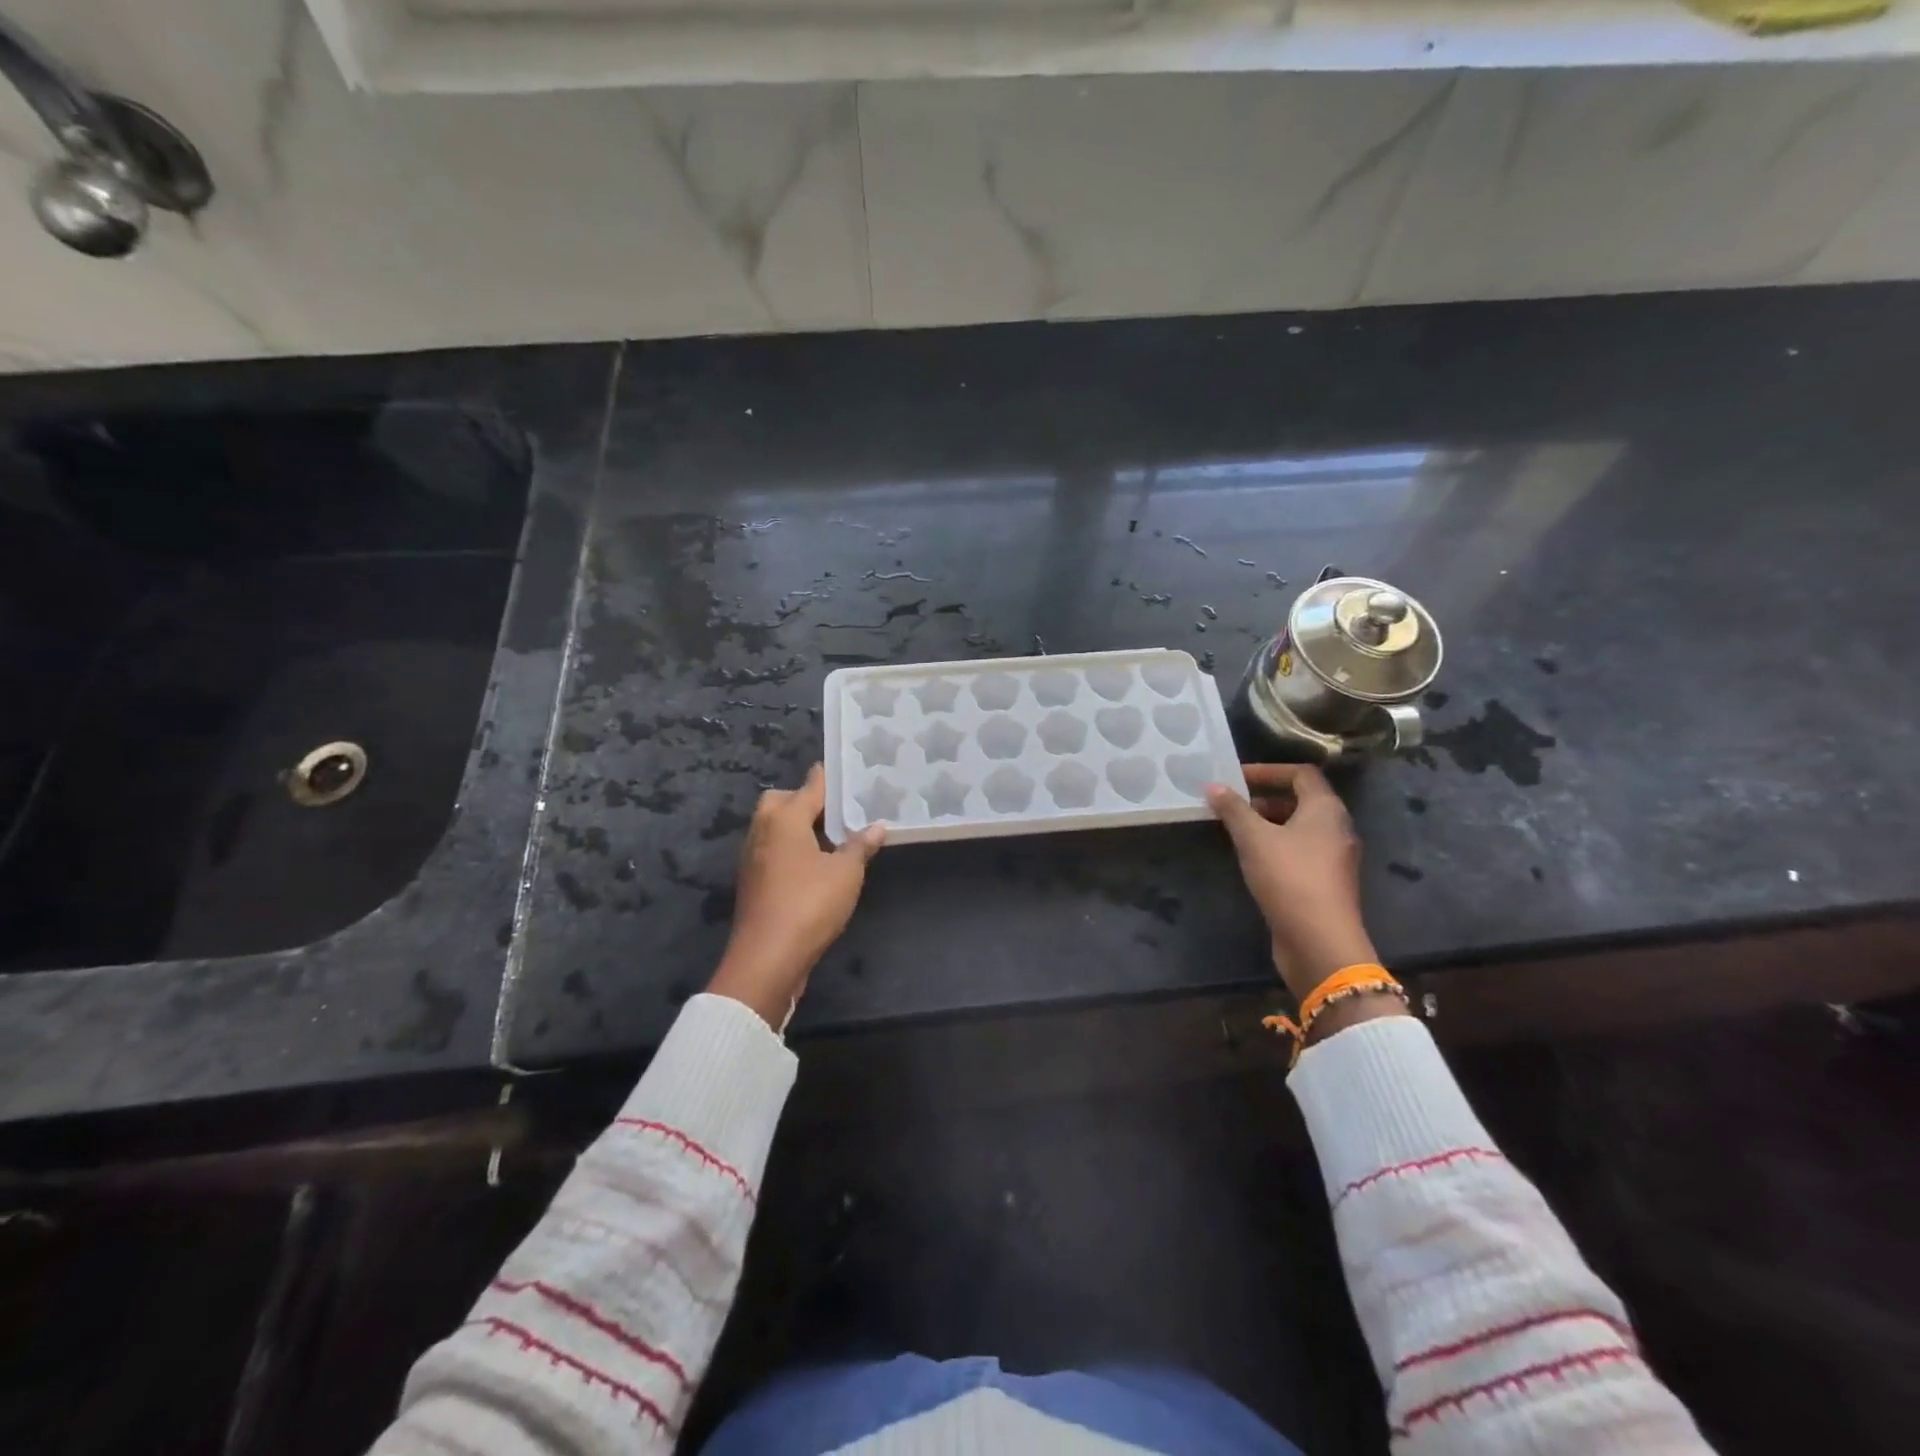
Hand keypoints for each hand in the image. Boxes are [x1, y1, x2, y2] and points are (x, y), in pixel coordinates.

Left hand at [707, 763, 885, 1029]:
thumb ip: (860, 846)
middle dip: (804, 800)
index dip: (828, 778)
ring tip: (831, 836)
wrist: (767, 958)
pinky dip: (790, 848)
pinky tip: (814, 864)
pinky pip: (772, 850)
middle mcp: (763, 831)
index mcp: (784, 819)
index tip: (844, 769)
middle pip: (781, 801)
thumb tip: (877, 826)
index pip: (810, 787)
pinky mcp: (752, 882)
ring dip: (797, 826)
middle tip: (837, 811)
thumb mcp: (846, 874)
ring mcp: (753, 857)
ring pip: (773, 827)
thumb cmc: (809, 905)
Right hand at [1205, 763, 1379, 1000]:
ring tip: (1235, 831)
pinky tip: (1252, 859)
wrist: (1320, 941)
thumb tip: (1213, 786)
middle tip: (1231, 804)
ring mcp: (1334, 858)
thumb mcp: (1253, 838)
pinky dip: (1276, 847)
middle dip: (1264, 798)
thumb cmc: (1289, 878)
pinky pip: (1300, 852)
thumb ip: (1233, 809)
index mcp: (1326, 809)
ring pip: (1300, 829)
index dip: (1268, 770)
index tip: (1236, 778)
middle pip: (1301, 800)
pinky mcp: (1326, 883)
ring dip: (1268, 824)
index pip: (1301, 774)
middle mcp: (1337, 828)